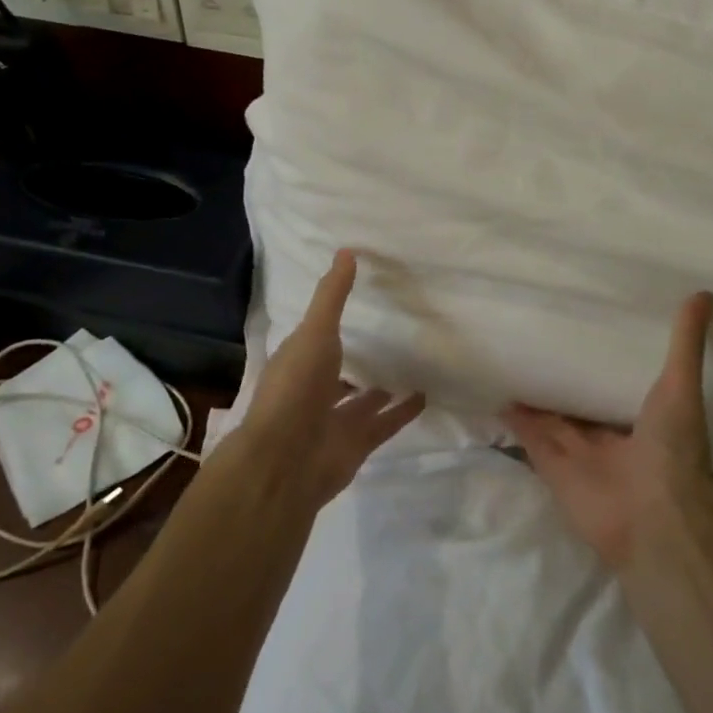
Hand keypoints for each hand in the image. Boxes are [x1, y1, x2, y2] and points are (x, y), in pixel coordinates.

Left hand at [236, 249, 424, 506]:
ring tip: (410, 365)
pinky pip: (385, 422)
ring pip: (362, 400)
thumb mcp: (315, 332)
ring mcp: (334, 420)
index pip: (315, 339)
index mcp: (297, 362)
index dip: (331, 324)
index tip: (356, 306)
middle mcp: (314, 391)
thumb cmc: (296, 388)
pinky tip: (425, 395)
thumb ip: (332, 296)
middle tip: (389, 337)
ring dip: (380, 388)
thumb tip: (346, 251)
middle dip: (357, 359)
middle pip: (339, 371)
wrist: (287, 461)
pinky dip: (403, 411)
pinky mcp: (357, 444)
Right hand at [506, 292, 712, 569]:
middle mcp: (610, 437)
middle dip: (566, 381)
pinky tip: (500, 394)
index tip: (588, 331)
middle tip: (543, 341)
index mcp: (643, 420)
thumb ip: (686, 343)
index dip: (604, 363)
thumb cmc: (673, 450)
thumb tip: (705, 293)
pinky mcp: (552, 467)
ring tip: (515, 361)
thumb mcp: (681, 386)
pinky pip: (530, 439)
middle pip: (581, 405)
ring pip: (552, 420)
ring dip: (537, 398)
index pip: (618, 386)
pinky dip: (516, 420)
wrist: (651, 518)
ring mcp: (579, 454)